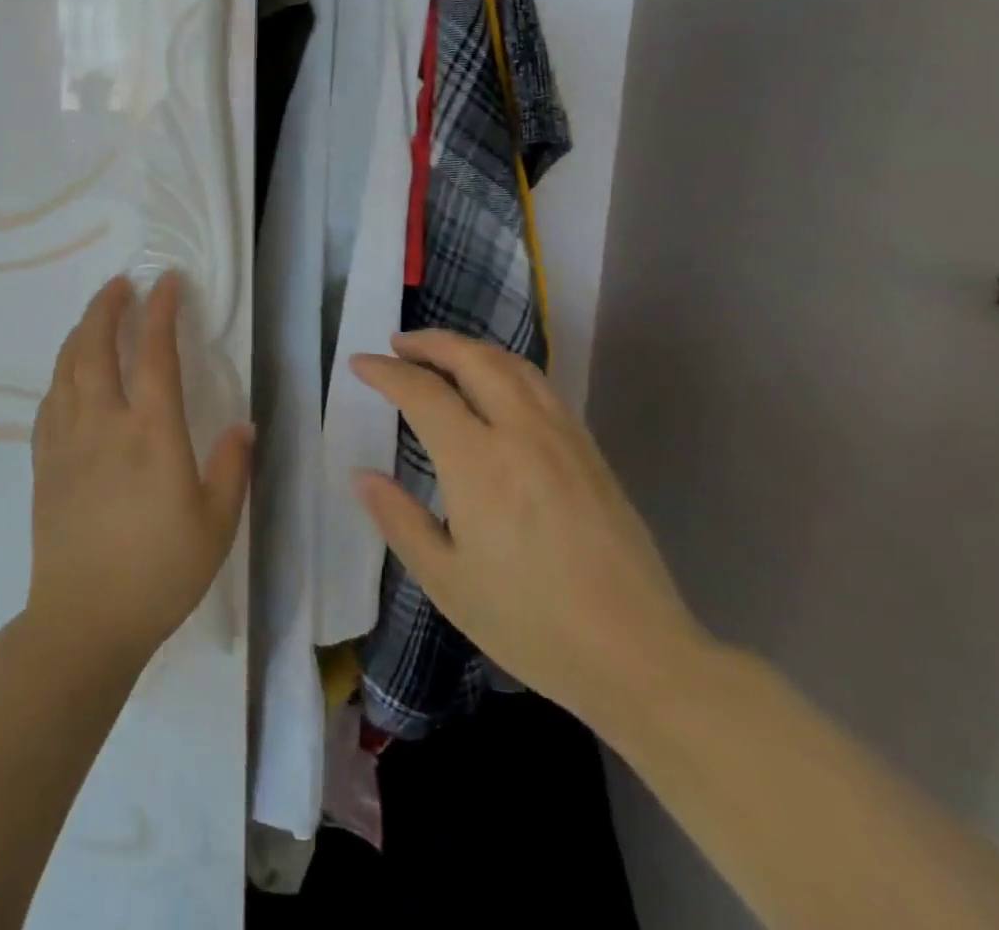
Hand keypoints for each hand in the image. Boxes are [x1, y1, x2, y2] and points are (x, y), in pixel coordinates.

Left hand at [24, 273, 253, 670]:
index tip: (167, 282)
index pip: (156, 354)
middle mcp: (104, 423)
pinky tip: (69, 374)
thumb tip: (242, 425)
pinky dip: (61, 373)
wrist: (84, 621)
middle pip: (97, 346)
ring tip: (95, 315)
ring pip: (67, 367)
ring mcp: (67, 440)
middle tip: (120, 284)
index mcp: (151, 434)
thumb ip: (231, 468)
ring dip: (81, 331)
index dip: (162, 311)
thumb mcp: (217, 525)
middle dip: (107, 306)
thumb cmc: (159, 573)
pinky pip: (49, 401)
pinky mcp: (44, 462)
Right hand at [351, 331, 713, 730]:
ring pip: (512, 365)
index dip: (385, 371)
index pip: (422, 392)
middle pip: (472, 359)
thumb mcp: (446, 581)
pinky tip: (496, 389)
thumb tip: (362, 475)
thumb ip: (399, 520)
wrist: (639, 656)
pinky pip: (541, 386)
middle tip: (398, 345)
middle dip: (430, 343)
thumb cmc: (531, 624)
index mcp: (478, 462)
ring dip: (470, 349)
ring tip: (443, 355)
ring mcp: (562, 437)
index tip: (359, 364)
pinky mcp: (590, 451)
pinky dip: (506, 369)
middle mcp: (521, 433)